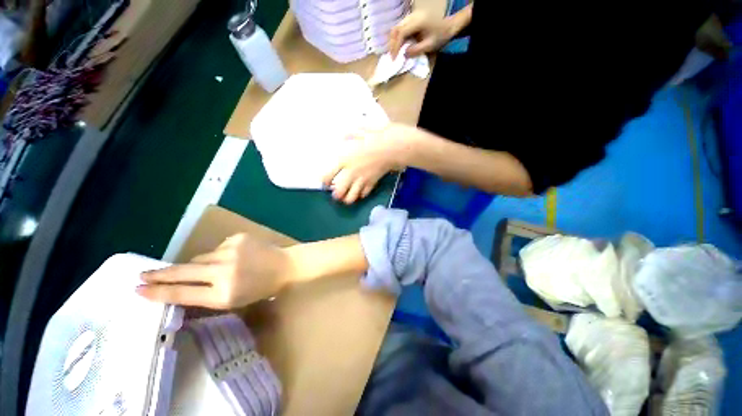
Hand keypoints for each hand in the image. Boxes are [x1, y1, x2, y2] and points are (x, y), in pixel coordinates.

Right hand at [137, 233, 290, 308]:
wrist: (285, 265)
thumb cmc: (261, 288)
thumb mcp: (234, 301)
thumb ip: (206, 295)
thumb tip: (178, 286)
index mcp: (224, 294)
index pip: (183, 294)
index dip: (159, 293)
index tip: (138, 290)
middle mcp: (224, 271)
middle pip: (183, 271)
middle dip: (160, 274)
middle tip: (141, 275)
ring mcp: (231, 251)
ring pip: (201, 258)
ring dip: (202, 264)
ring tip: (220, 269)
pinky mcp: (237, 238)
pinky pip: (218, 248)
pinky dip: (221, 254)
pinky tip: (238, 257)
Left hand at [323, 123, 418, 203]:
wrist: (395, 146)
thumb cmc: (376, 137)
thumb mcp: (359, 130)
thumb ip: (348, 135)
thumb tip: (342, 135)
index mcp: (344, 160)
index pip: (328, 176)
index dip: (324, 181)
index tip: (325, 182)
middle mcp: (351, 173)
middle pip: (339, 192)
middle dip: (336, 195)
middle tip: (336, 193)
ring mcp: (363, 180)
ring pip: (352, 196)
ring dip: (348, 198)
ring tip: (347, 197)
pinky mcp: (373, 183)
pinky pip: (365, 193)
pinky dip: (361, 194)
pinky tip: (361, 192)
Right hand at [389, 11, 453, 57]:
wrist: (449, 26)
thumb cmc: (440, 36)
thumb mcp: (429, 46)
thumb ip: (416, 50)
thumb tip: (404, 54)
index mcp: (418, 21)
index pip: (401, 33)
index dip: (396, 46)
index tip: (394, 58)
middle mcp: (413, 16)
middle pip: (396, 28)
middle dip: (392, 43)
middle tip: (392, 55)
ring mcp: (412, 16)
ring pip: (397, 27)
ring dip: (394, 40)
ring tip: (394, 52)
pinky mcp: (412, 18)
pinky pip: (401, 27)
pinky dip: (398, 37)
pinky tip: (399, 46)